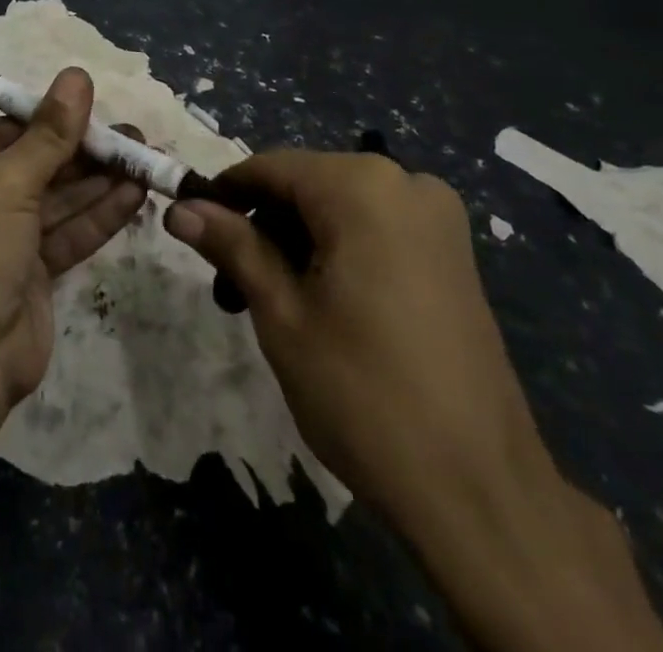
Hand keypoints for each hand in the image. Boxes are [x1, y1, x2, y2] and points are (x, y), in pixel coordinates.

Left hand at [0, 68, 146, 415]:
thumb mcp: (5, 184)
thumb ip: (49, 133)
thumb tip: (77, 75)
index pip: (1, 131)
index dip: (50, 119)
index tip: (97, 108)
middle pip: (32, 163)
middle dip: (83, 152)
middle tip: (134, 138)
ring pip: (53, 200)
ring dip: (98, 182)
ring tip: (146, 159)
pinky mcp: (25, 275)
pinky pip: (63, 234)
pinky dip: (97, 216)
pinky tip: (135, 195)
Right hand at [164, 150, 546, 516]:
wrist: (482, 494)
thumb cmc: (364, 394)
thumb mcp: (281, 314)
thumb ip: (232, 246)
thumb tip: (180, 207)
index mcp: (362, 187)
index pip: (270, 168)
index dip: (223, 194)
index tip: (190, 227)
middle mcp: (405, 183)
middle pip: (306, 185)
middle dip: (262, 228)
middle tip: (231, 290)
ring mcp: (437, 218)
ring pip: (339, 208)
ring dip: (296, 243)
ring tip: (270, 305)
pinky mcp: (453, 254)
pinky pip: (375, 229)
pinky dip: (337, 252)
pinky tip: (322, 305)